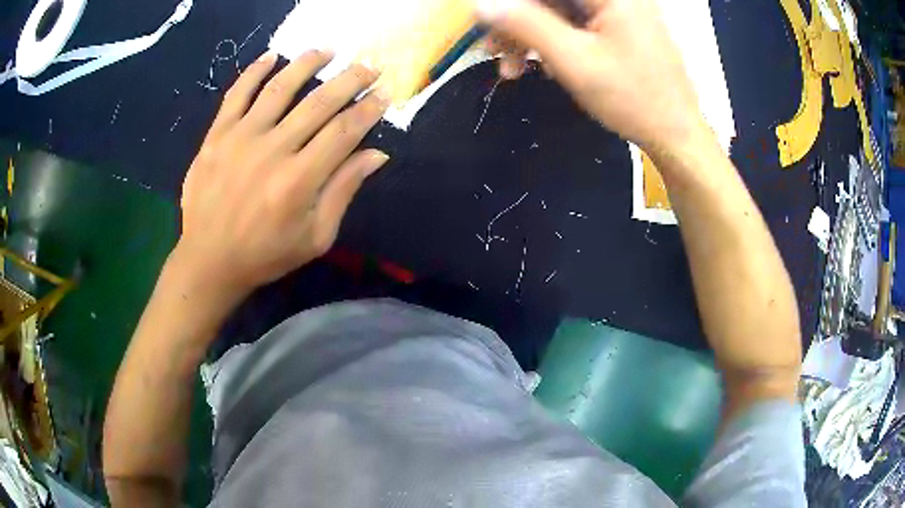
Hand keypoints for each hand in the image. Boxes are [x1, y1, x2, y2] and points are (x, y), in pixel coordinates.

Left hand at [177, 50, 390, 296]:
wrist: (209, 261)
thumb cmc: (266, 254)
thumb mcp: (315, 237)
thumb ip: (343, 191)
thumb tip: (376, 154)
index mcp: (299, 180)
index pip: (344, 131)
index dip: (368, 109)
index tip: (384, 93)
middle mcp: (272, 151)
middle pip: (318, 103)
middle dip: (349, 79)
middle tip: (368, 65)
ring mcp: (240, 138)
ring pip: (279, 88)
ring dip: (307, 64)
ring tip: (325, 50)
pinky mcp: (216, 136)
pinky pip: (236, 94)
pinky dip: (254, 71)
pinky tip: (271, 56)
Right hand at [477, 0, 708, 154]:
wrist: (677, 135)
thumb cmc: (632, 99)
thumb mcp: (573, 60)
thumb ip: (526, 25)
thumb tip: (481, 5)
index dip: (512, 5)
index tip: (488, 26)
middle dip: (518, 22)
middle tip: (492, 52)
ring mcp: (619, 10)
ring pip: (559, 10)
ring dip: (531, 36)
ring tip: (512, 69)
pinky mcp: (620, 28)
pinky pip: (576, 24)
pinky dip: (555, 42)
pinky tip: (544, 66)